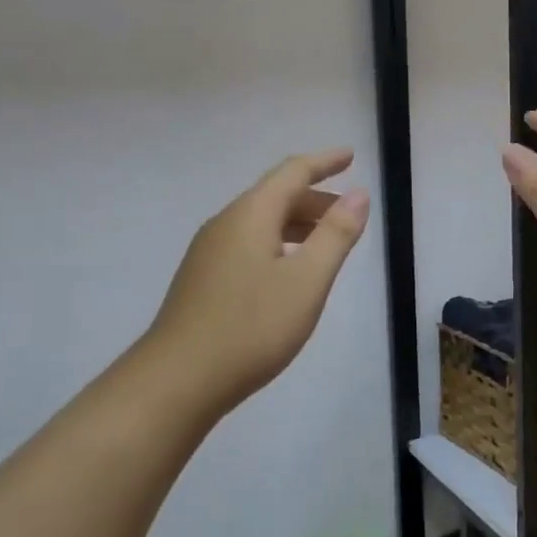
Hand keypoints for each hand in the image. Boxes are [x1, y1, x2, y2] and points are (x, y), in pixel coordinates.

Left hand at [148, 150, 369, 420]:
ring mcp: (209, 252)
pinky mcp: (203, 279)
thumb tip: (359, 195)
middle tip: (350, 212)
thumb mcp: (307, 280)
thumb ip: (336, 235)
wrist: (178, 380)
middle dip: (315, 197)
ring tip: (328, 241)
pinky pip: (249, 243)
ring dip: (298, 223)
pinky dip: (280, 243)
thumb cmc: (252, 327)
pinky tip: (290, 270)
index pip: (292, 172)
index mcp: (251, 215)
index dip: (324, 162)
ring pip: (261, 222)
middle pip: (275, 196)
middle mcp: (226, 224)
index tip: (351, 156)